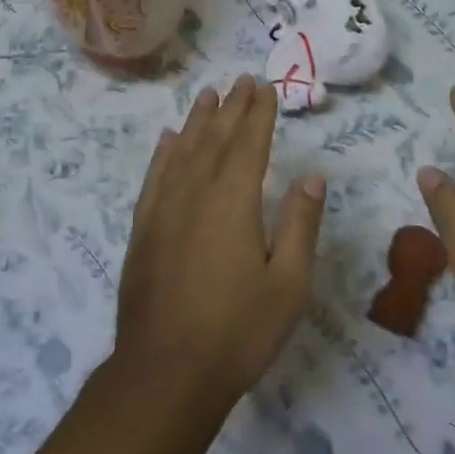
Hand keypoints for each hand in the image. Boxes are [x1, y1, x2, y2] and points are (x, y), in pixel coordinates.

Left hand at [114, 76, 326, 407]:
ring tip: (207, 95)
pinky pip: (154, 177)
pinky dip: (163, 153)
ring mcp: (164, 209)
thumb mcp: (288, 284)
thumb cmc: (237, 330)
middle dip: (231, 107)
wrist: (165, 373)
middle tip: (241, 80)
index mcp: (234, 200)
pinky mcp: (143, 229)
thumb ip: (300, 224)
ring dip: (197, 121)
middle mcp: (196, 192)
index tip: (266, 87)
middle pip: (215, 138)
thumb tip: (312, 176)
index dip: (259, 112)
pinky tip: (168, 139)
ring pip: (182, 151)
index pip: (250, 142)